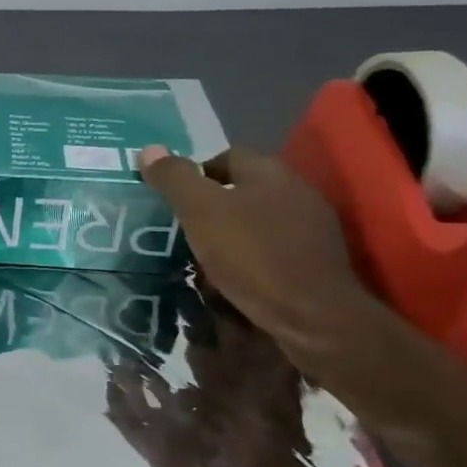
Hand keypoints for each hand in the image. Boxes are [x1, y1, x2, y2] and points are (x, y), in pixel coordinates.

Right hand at [137, 144, 379, 373]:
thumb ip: (174, 178)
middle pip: (242, 189)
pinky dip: (251, 258)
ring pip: (258, 221)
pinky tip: (234, 279)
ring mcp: (312, 228)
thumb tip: (148, 149)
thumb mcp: (200, 211)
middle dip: (212, 206)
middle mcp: (296, 191)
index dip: (195, 173)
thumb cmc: (251, 254)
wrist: (313, 316)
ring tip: (203, 257)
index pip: (226, 156)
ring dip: (231, 233)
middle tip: (183, 229)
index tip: (174, 200)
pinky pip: (273, 249)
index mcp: (269, 172)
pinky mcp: (318, 262)